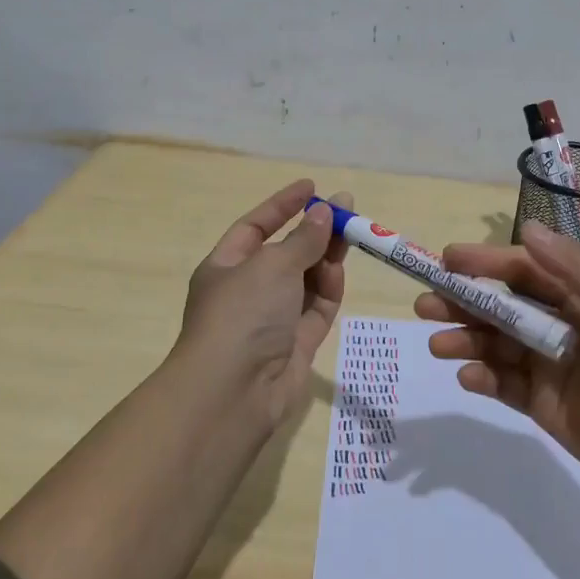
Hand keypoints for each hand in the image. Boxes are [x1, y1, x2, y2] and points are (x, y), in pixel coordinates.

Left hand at [175, 179, 349, 425]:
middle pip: (287, 252)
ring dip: (326, 257)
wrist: (234, 391)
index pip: (256, 226)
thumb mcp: (273, 265)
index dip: (283, 205)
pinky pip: (317, 308)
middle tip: (349, 210)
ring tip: (353, 236)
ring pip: (306, 279)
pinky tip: (339, 272)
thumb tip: (325, 212)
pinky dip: (329, 290)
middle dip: (315, 231)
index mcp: (226, 266)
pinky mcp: (296, 343)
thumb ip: (304, 239)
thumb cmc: (243, 313)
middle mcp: (248, 290)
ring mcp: (273, 318)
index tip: (312, 187)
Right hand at [414, 221, 579, 510]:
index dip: (486, 263)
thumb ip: (576, 269)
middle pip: (502, 306)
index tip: (446, 261)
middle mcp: (562, 325)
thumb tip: (528, 226)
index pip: (525, 271)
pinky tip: (467, 377)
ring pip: (496, 344)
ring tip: (438, 344)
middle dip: (463, 301)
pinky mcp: (542, 404)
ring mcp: (549, 366)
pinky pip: (502, 384)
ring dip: (465, 339)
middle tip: (424, 304)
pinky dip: (481, 377)